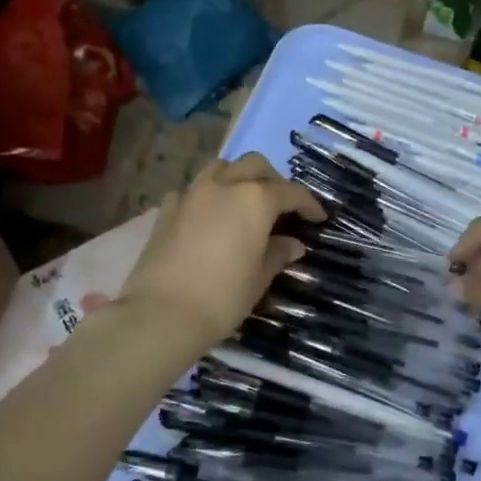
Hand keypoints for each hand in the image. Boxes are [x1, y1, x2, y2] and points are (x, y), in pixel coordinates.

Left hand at [118, 153, 324, 353]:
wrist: (162, 313)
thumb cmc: (223, 297)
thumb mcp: (260, 278)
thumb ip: (278, 253)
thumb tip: (292, 244)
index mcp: (255, 200)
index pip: (290, 192)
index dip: (308, 204)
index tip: (318, 218)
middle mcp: (224, 186)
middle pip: (254, 166)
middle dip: (273, 181)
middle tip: (282, 205)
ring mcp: (191, 194)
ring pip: (220, 168)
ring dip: (238, 178)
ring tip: (244, 202)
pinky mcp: (166, 209)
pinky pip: (192, 190)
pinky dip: (206, 196)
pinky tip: (208, 216)